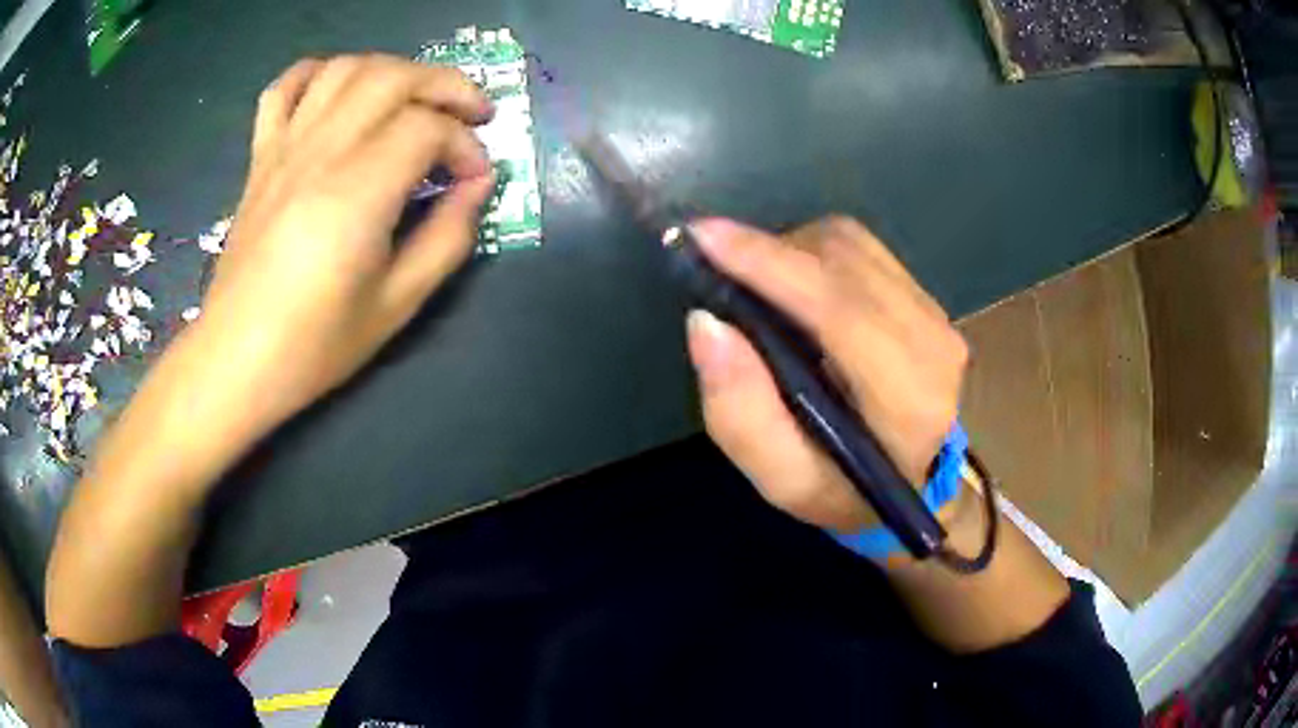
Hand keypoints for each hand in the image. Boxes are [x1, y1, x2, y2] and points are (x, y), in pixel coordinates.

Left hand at [194, 55, 495, 432]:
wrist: (236, 360)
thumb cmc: (315, 344)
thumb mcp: (398, 304)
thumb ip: (448, 238)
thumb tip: (477, 186)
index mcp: (357, 193)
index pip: (426, 129)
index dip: (464, 146)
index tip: (475, 180)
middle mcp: (320, 154)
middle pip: (392, 77)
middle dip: (445, 85)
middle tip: (471, 114)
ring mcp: (284, 149)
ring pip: (345, 69)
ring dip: (392, 70)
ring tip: (414, 99)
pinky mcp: (261, 157)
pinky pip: (284, 88)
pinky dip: (317, 72)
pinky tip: (340, 90)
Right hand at [685, 217, 967, 531]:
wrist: (917, 484)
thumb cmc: (846, 491)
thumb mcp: (783, 480)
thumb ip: (741, 412)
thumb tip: (705, 322)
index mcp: (907, 400)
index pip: (839, 309)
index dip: (769, 265)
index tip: (702, 237)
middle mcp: (933, 343)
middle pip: (841, 261)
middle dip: (768, 251)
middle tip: (714, 265)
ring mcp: (936, 314)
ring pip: (850, 244)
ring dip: (789, 250)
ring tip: (755, 284)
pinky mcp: (927, 298)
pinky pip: (861, 249)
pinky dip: (813, 253)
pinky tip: (794, 286)